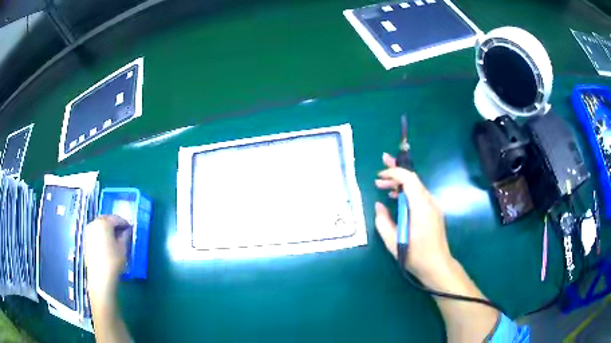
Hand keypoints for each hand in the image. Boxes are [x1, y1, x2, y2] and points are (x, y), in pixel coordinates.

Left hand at [85, 215, 130, 302]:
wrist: (100, 277)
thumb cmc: (113, 261)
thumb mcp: (123, 248)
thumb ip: (125, 236)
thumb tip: (127, 230)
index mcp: (104, 223)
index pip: (116, 218)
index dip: (125, 223)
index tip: (131, 229)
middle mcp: (94, 223)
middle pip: (106, 220)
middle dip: (115, 225)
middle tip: (123, 233)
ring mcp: (88, 232)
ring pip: (100, 226)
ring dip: (108, 230)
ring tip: (115, 239)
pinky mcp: (86, 240)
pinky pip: (96, 233)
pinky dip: (102, 235)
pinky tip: (107, 244)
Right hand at [374, 153, 451, 280]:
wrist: (437, 266)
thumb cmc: (415, 255)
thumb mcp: (393, 241)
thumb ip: (383, 221)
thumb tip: (379, 206)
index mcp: (420, 207)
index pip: (409, 179)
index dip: (394, 172)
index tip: (379, 175)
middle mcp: (429, 202)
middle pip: (413, 179)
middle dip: (397, 171)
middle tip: (381, 166)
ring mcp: (433, 207)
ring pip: (416, 187)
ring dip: (400, 183)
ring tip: (383, 185)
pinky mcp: (434, 213)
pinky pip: (419, 196)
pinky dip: (407, 192)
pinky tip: (396, 199)